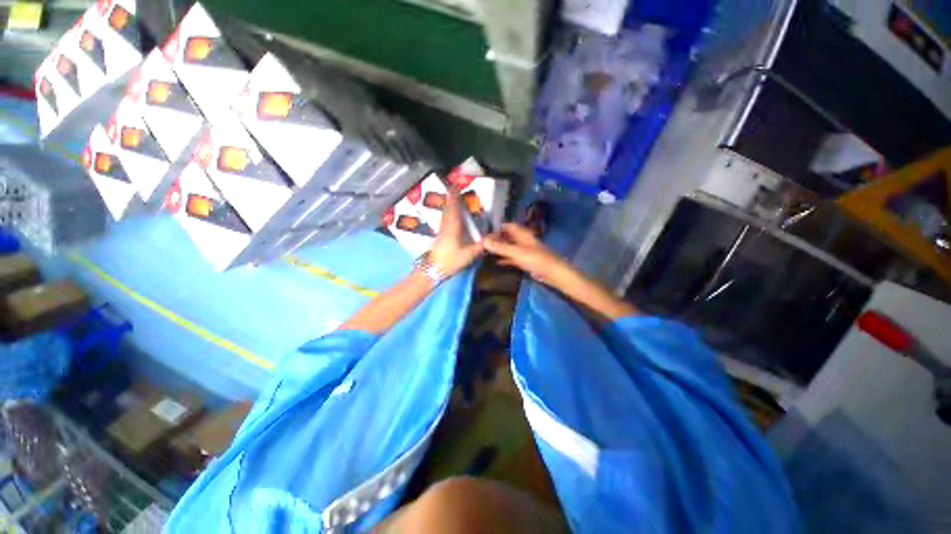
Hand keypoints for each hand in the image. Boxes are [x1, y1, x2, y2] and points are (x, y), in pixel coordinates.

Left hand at [429, 188, 484, 275]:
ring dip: (449, 206)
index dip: (453, 196)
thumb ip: (480, 246)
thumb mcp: (468, 254)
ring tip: (454, 200)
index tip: (454, 185)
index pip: (453, 208)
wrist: (433, 269)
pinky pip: (444, 221)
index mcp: (453, 228)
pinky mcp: (439, 237)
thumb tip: (490, 239)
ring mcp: (441, 231)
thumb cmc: (450, 260)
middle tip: (455, 189)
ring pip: (445, 215)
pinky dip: (448, 215)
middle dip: (451, 198)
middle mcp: (445, 226)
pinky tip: (451, 217)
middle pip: (448, 209)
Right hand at [485, 223, 639, 319]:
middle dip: (496, 238)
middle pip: (507, 236)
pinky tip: (496, 262)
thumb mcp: (517, 253)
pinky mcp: (526, 261)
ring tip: (484, 251)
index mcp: (523, 234)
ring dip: (499, 248)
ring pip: (509, 247)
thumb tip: (483, 240)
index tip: (482, 231)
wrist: (555, 275)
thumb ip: (500, 247)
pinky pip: (512, 257)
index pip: (507, 225)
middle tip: (481, 242)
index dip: (495, 227)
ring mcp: (525, 251)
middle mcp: (523, 240)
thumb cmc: (538, 260)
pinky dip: (505, 258)